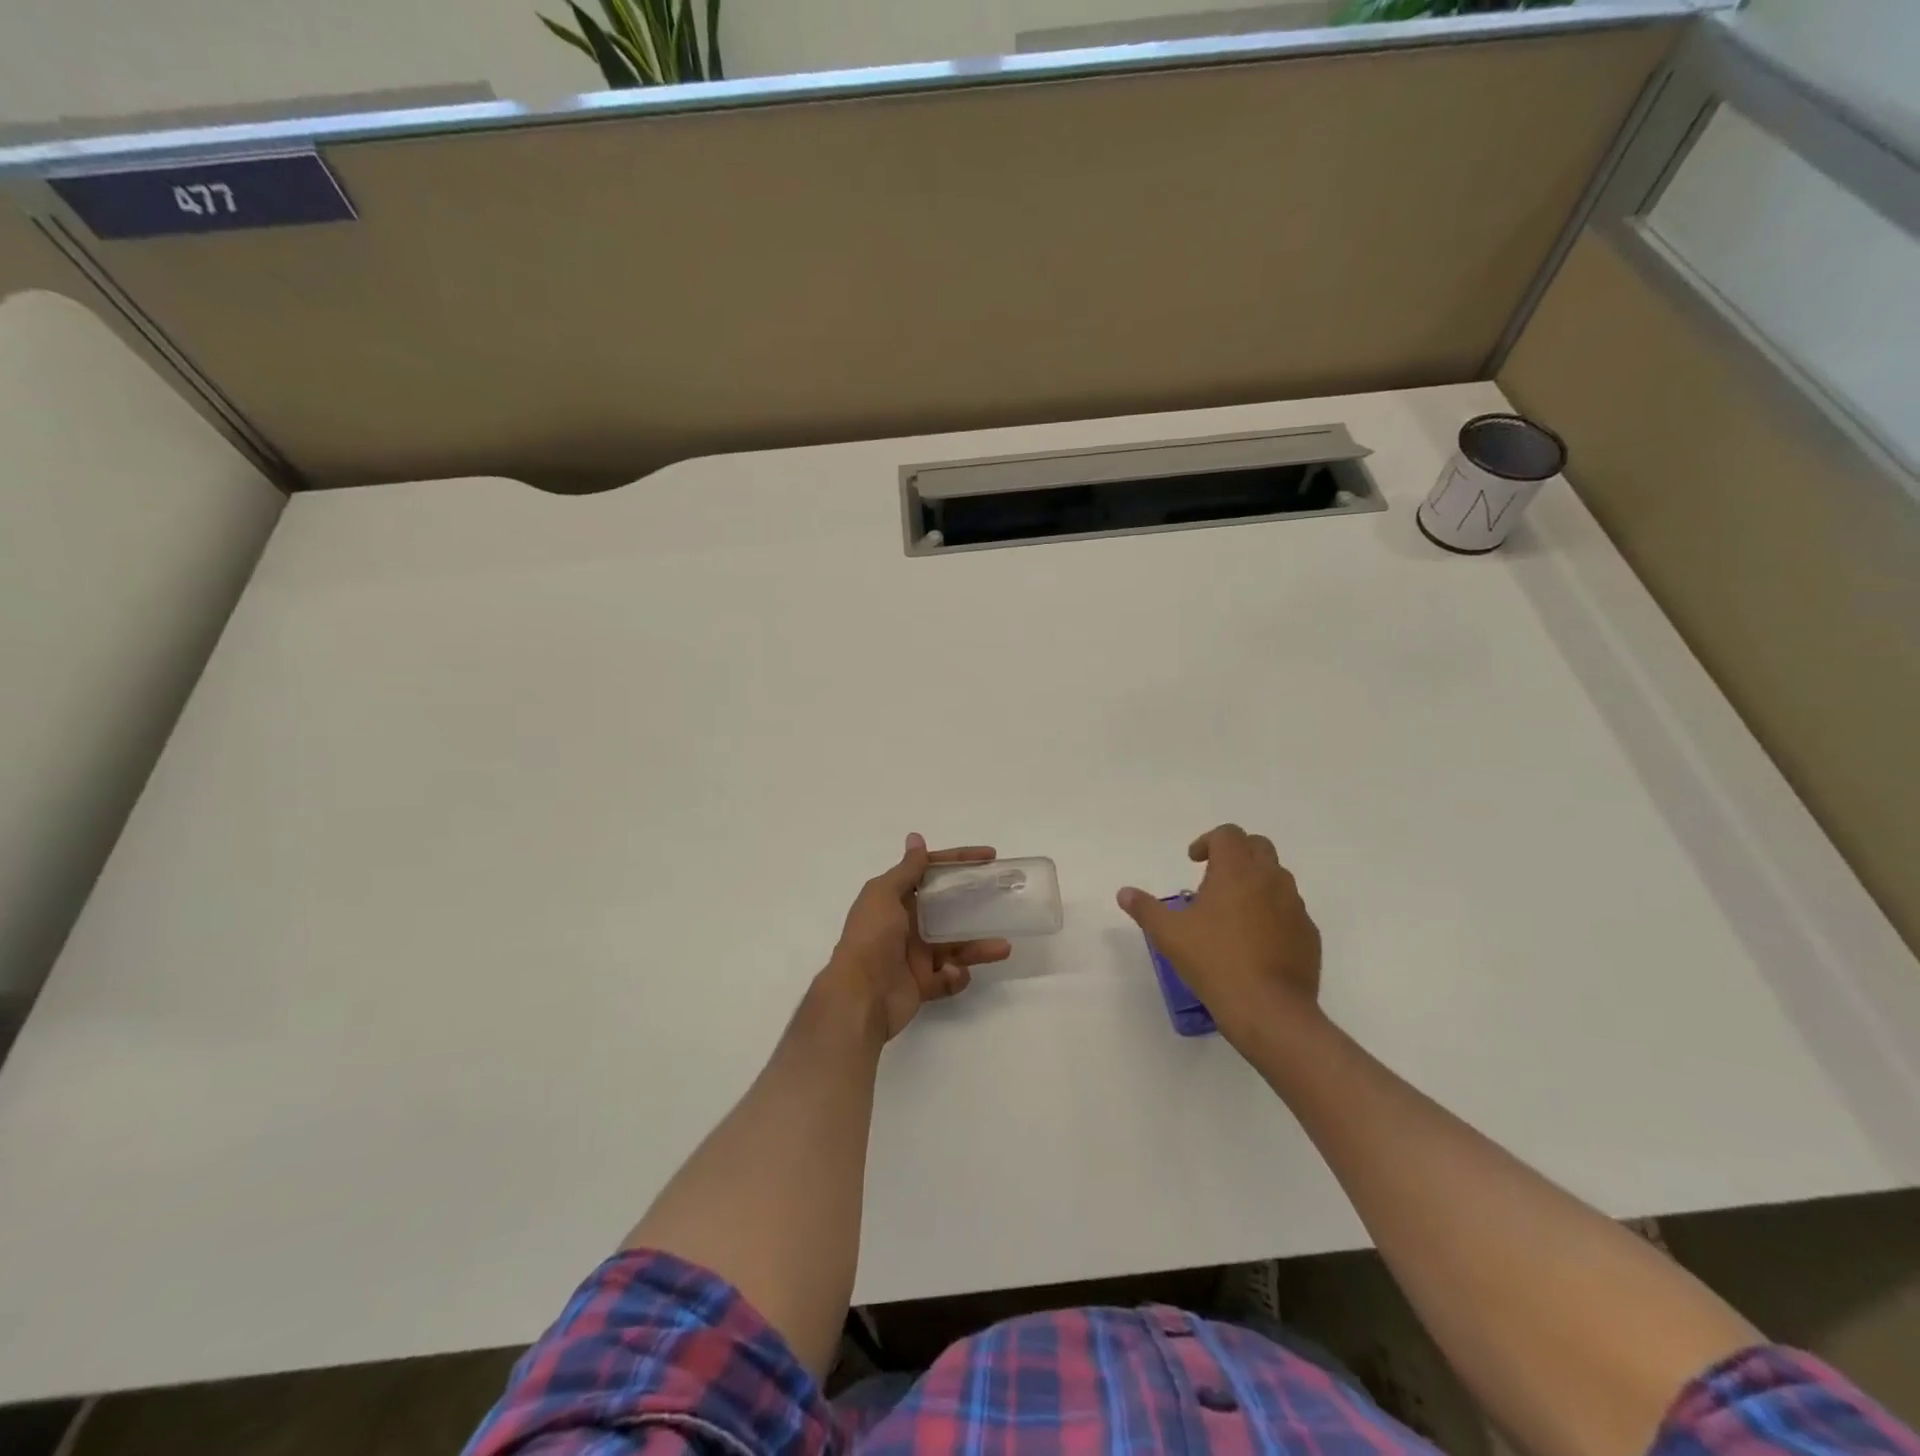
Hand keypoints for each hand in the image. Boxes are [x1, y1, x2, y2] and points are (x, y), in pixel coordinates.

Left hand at [824, 834, 1013, 1041]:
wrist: (860, 995)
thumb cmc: (872, 937)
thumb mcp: (884, 894)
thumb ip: (907, 869)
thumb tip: (916, 838)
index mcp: (896, 899)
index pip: (931, 873)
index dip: (959, 862)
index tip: (989, 858)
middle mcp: (906, 924)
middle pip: (948, 908)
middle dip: (974, 903)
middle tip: (1003, 897)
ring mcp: (915, 955)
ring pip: (955, 945)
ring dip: (978, 946)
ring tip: (1003, 947)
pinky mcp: (922, 984)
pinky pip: (949, 977)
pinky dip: (956, 976)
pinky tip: (954, 973)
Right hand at [1117, 824, 1321, 1043]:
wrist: (1269, 1009)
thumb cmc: (1214, 961)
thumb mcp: (1169, 934)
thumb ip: (1145, 908)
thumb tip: (1124, 893)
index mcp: (1236, 871)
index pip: (1228, 834)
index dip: (1208, 841)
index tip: (1194, 862)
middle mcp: (1270, 879)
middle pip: (1258, 846)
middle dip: (1236, 853)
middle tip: (1215, 877)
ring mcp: (1295, 906)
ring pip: (1278, 877)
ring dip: (1256, 881)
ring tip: (1234, 910)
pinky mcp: (1309, 933)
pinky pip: (1290, 909)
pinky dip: (1273, 911)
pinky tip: (1256, 939)